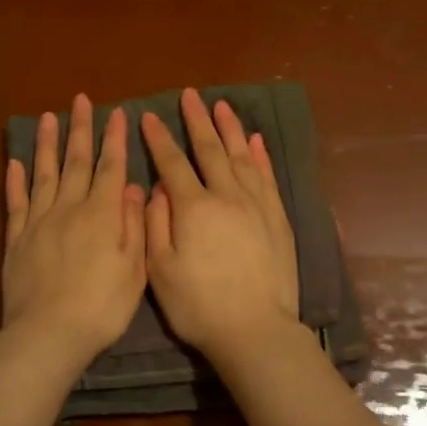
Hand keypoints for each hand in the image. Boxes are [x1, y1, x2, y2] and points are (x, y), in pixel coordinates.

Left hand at [2, 95, 146, 370]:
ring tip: (48, 117)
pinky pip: (16, 202)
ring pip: (44, 174)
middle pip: (76, 162)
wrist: (49, 334)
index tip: (117, 112)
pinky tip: (16, 162)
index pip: (111, 167)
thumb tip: (132, 187)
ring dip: (47, 144)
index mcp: (102, 214)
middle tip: (80, 100)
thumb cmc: (102, 307)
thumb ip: (134, 224)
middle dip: (80, 129)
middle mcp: (69, 208)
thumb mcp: (134, 269)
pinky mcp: (17, 240)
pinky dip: (15, 180)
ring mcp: (39, 222)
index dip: (115, 139)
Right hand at [141, 88, 299, 358]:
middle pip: (210, 149)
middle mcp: (227, 196)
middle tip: (190, 95)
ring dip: (230, 129)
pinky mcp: (277, 219)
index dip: (159, 139)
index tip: (149, 116)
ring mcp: (256, 205)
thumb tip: (158, 187)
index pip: (172, 163)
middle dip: (197, 120)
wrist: (254, 330)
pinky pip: (267, 178)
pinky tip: (256, 141)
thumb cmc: (198, 305)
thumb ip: (155, 223)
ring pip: (242, 156)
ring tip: (222, 105)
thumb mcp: (160, 269)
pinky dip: (261, 156)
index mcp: (193, 208)